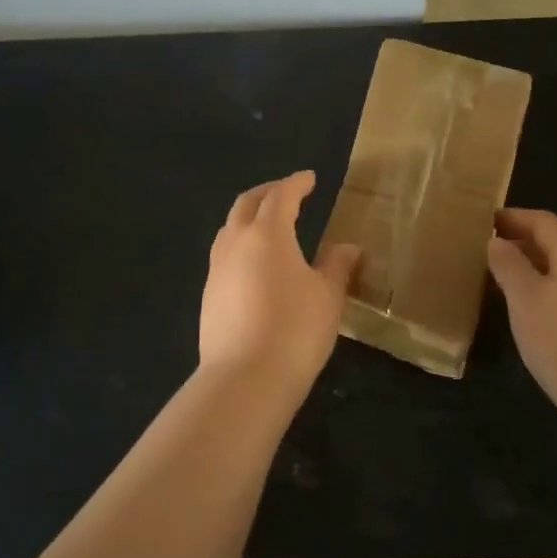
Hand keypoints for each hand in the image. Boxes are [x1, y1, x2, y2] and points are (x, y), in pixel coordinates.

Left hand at [200, 171, 360, 394]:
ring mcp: (217, 269)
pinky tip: (254, 264)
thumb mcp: (327, 296)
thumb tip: (348, 248)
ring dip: (249, 217)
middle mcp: (236, 242)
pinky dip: (241, 244)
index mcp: (268, 233)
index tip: (309, 179)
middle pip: (247, 203)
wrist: (244, 379)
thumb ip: (337, 266)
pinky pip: (224, 255)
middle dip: (268, 192)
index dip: (296, 184)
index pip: (281, 196)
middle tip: (287, 192)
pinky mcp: (208, 295)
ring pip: (230, 228)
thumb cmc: (295, 329)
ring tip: (268, 225)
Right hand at [487, 208, 556, 448]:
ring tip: (500, 281)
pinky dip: (543, 294)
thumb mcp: (525, 299)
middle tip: (487, 249)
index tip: (486, 220)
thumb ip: (509, 266)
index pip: (544, 222)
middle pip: (556, 245)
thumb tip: (496, 241)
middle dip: (522, 241)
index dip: (515, 216)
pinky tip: (528, 317)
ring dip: (532, 269)